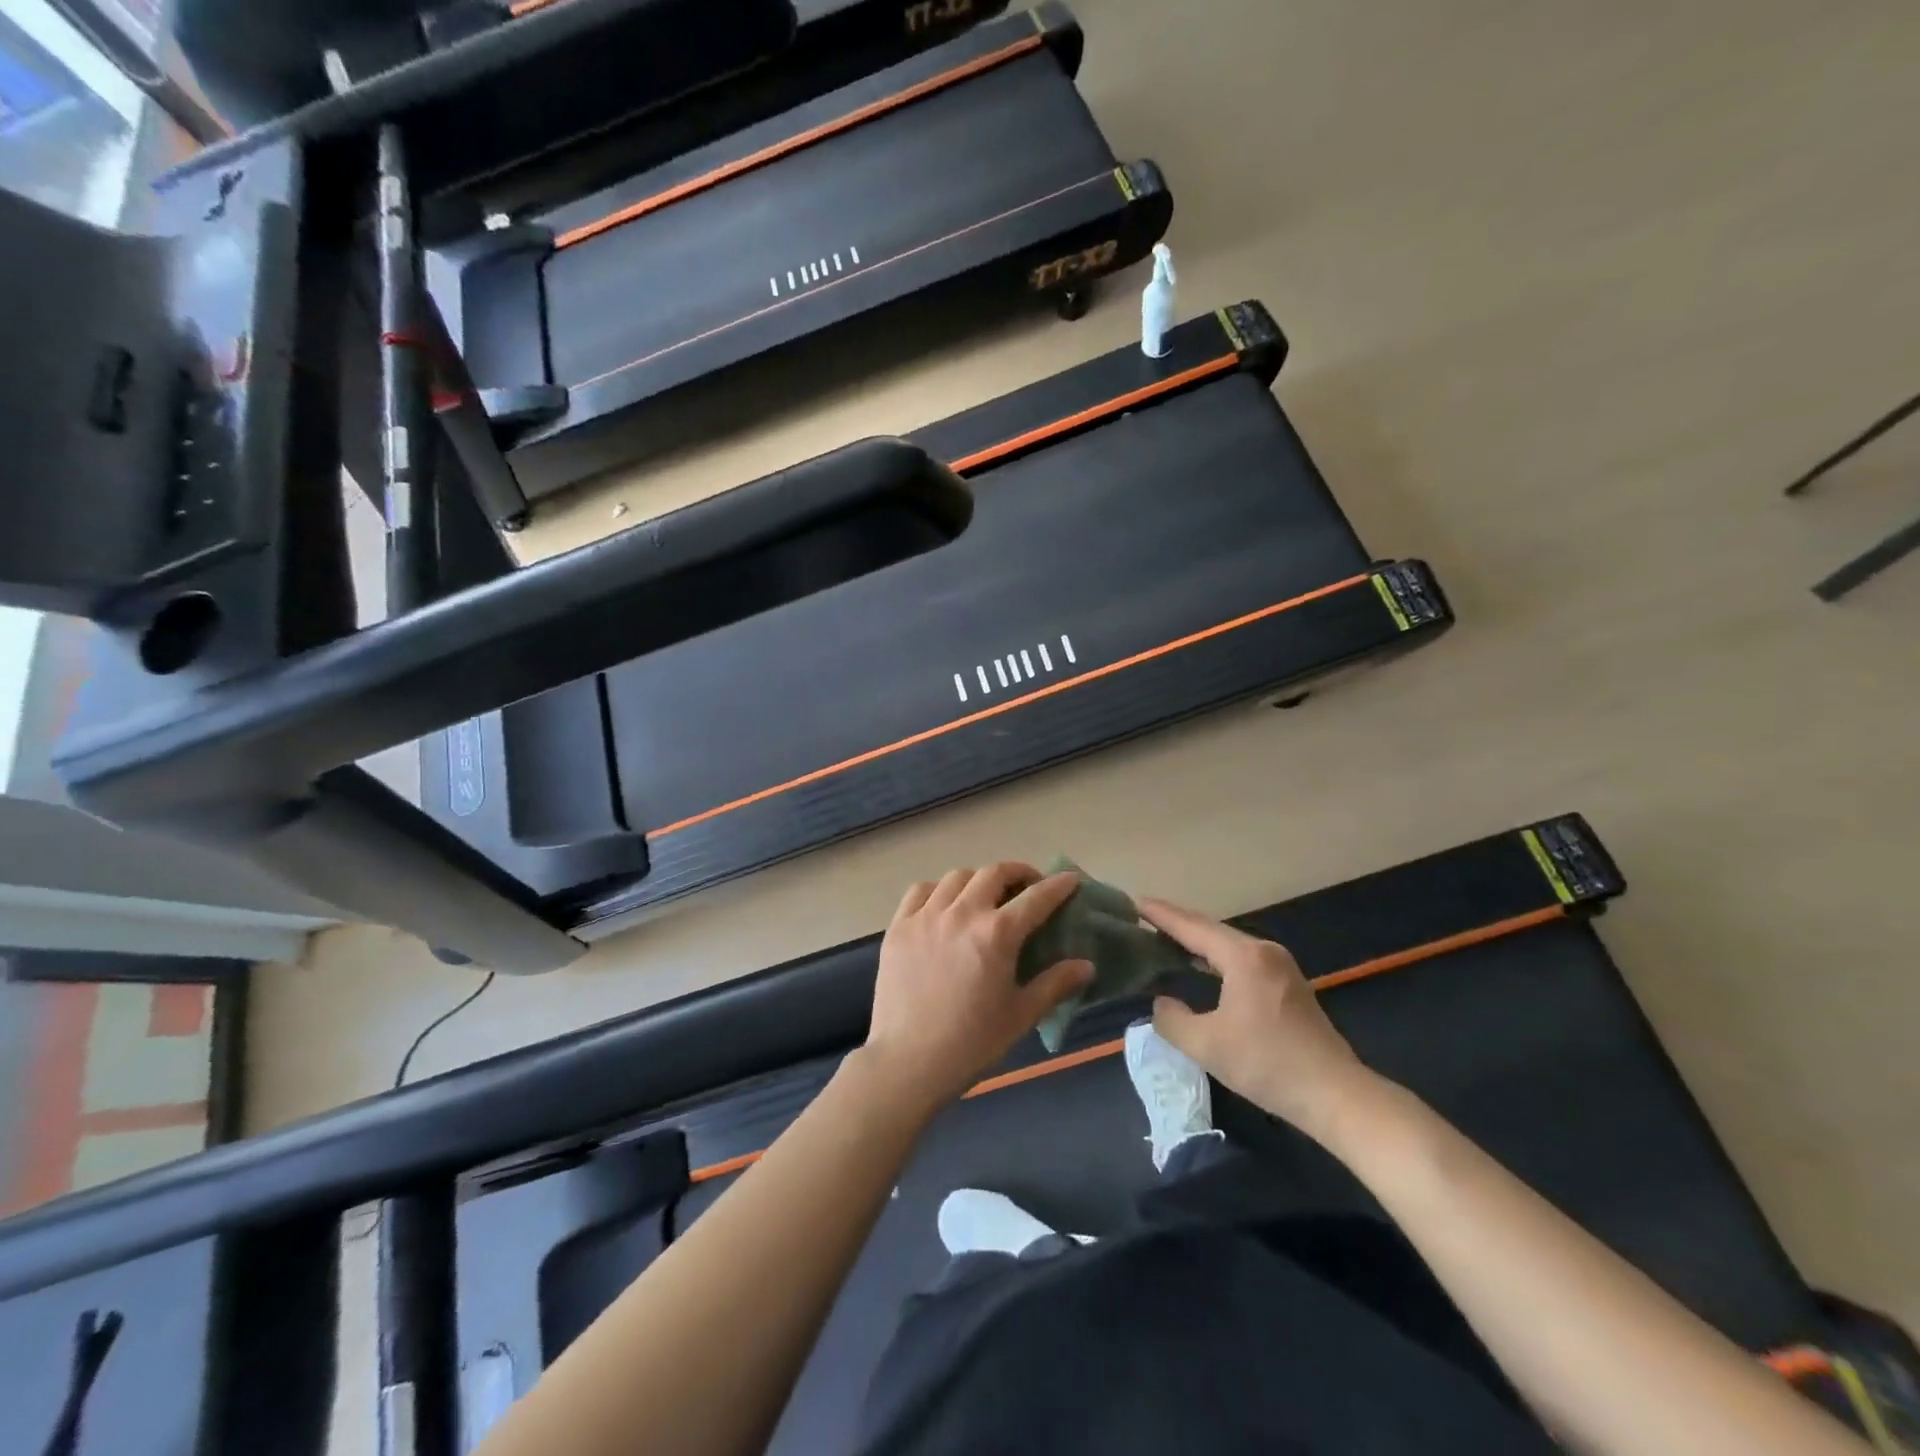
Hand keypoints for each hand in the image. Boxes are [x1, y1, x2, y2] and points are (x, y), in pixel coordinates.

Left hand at [864, 864, 1093, 1112]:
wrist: (908, 1061)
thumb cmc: (972, 1042)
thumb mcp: (1021, 1015)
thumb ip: (1055, 984)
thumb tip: (1086, 965)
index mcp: (997, 934)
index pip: (1036, 898)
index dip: (1057, 886)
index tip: (1070, 880)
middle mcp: (963, 913)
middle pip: (994, 873)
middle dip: (1017, 872)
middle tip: (1028, 886)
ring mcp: (926, 916)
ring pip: (957, 877)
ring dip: (979, 879)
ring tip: (986, 895)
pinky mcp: (899, 926)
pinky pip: (921, 891)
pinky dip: (939, 889)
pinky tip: (945, 905)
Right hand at [1139, 896, 1371, 1142]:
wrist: (1335, 1095)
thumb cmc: (1267, 1063)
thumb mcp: (1206, 1045)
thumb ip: (1172, 1020)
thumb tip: (1161, 1003)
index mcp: (1243, 956)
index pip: (1192, 927)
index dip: (1161, 914)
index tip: (1134, 901)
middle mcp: (1263, 951)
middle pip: (1211, 929)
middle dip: (1177, 922)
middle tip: (1144, 916)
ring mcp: (1280, 966)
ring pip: (1228, 943)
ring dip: (1197, 939)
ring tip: (1165, 938)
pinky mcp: (1288, 985)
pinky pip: (1241, 957)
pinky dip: (1215, 955)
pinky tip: (1202, 965)